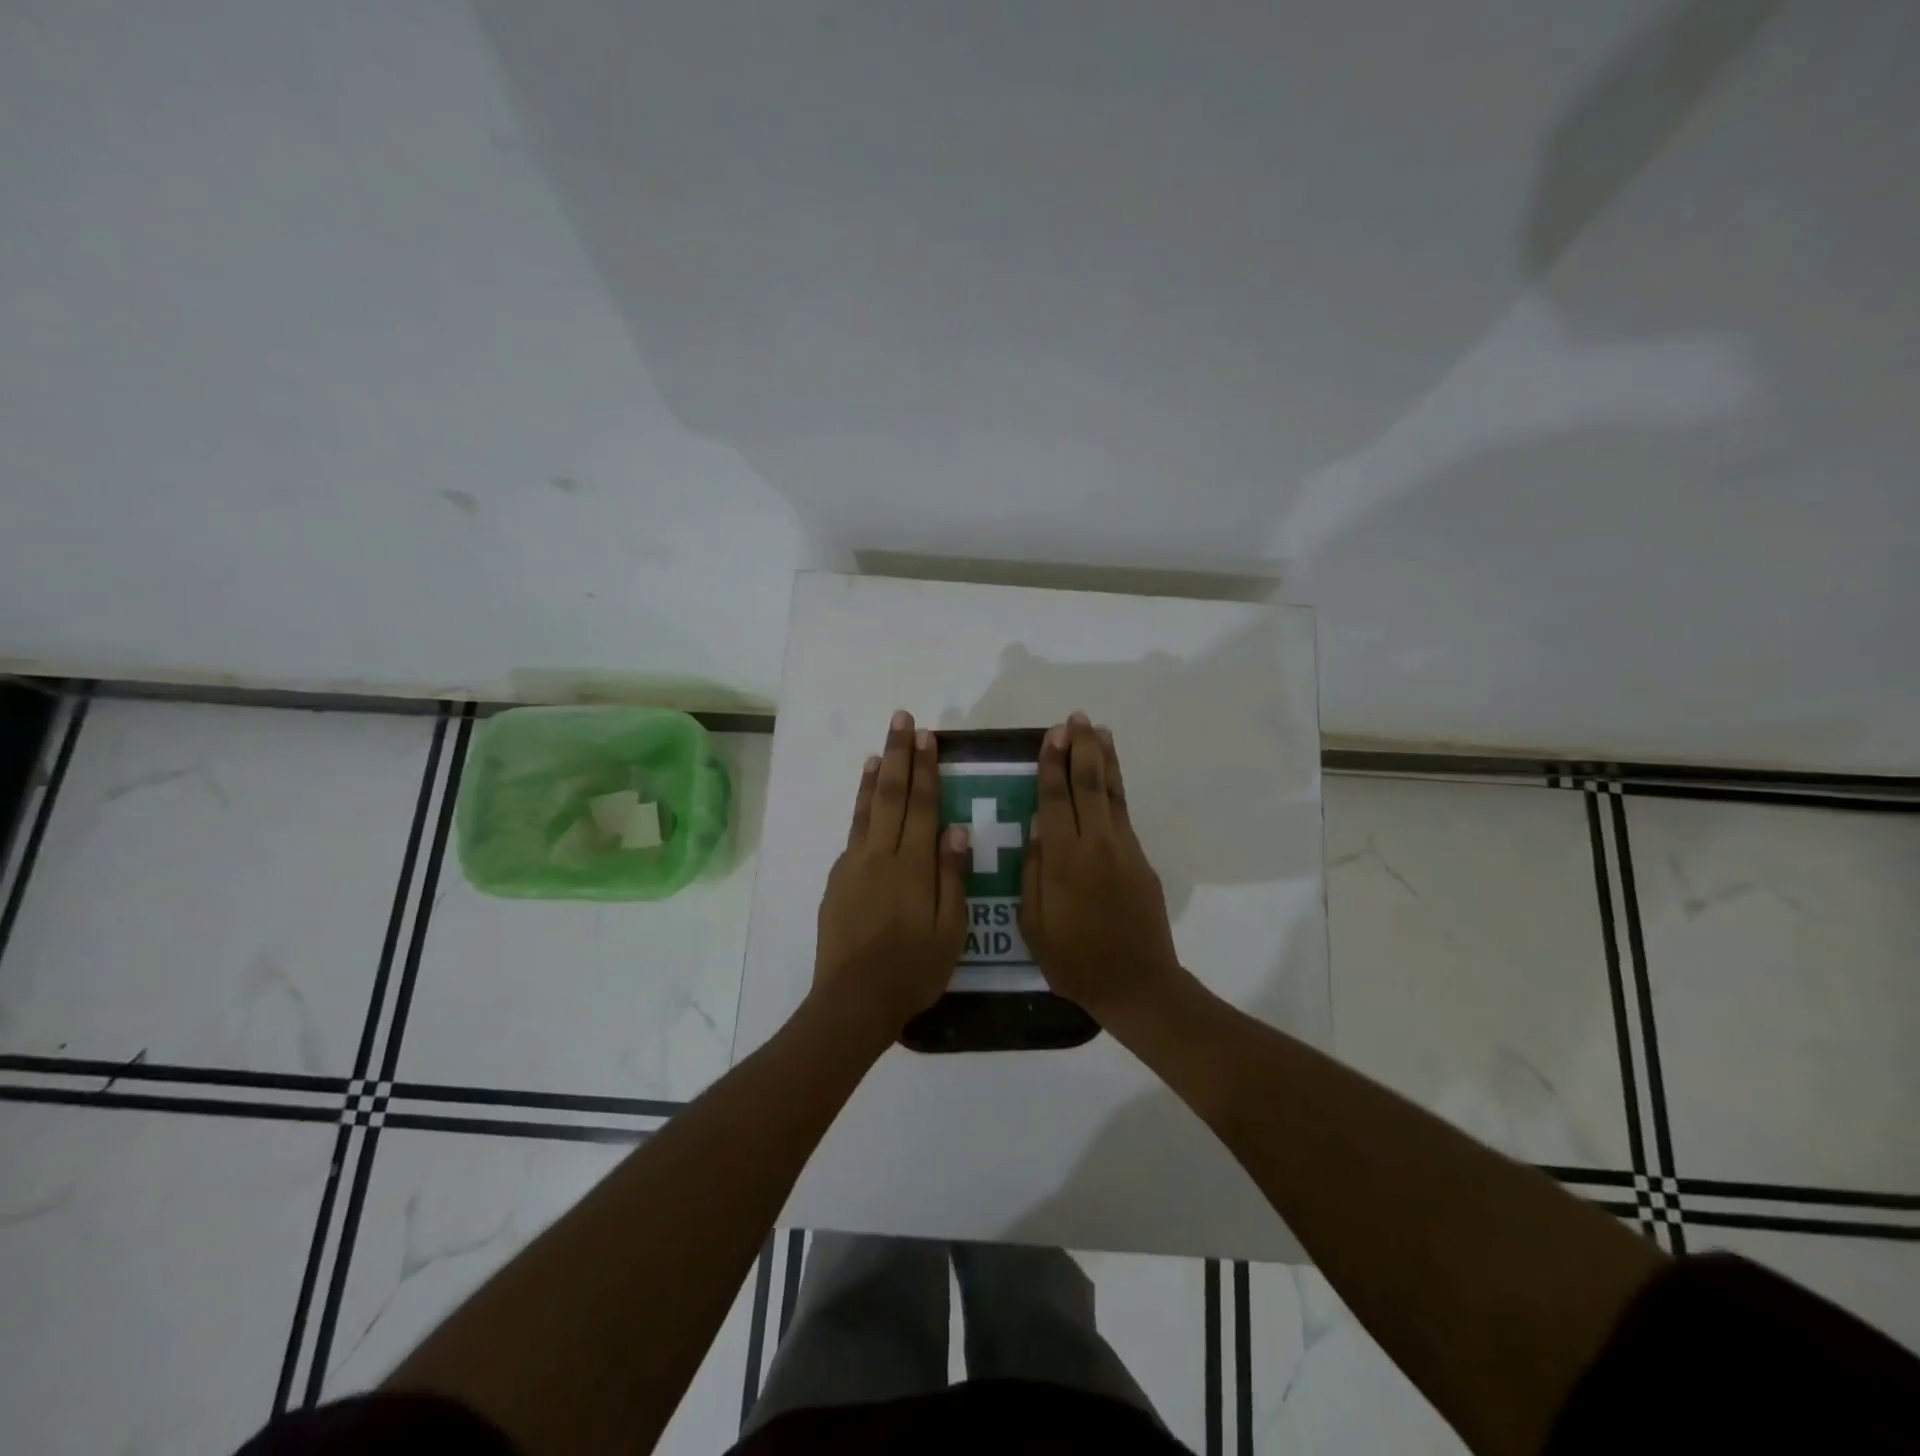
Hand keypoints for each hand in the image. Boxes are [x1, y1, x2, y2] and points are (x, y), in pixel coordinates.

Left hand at [812, 710, 970, 1041]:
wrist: (853, 1000)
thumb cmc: (912, 969)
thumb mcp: (949, 929)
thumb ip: (952, 877)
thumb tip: (956, 829)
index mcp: (912, 865)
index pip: (921, 805)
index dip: (925, 769)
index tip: (927, 737)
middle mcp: (880, 855)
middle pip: (890, 795)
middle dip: (897, 755)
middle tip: (901, 721)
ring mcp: (854, 867)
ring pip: (866, 810)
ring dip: (874, 777)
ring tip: (878, 750)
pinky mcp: (838, 882)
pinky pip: (853, 834)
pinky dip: (859, 809)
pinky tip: (864, 801)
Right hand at [1020, 713, 1184, 1026]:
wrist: (1137, 984)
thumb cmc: (1074, 960)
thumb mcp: (1034, 924)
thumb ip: (1033, 872)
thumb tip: (1037, 827)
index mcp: (1064, 859)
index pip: (1055, 798)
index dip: (1052, 763)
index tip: (1052, 734)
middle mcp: (1097, 844)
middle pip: (1090, 784)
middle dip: (1082, 749)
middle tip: (1076, 719)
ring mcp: (1124, 850)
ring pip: (1113, 794)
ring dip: (1105, 759)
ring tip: (1100, 731)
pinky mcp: (1141, 861)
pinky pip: (1124, 814)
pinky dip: (1117, 788)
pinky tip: (1110, 777)